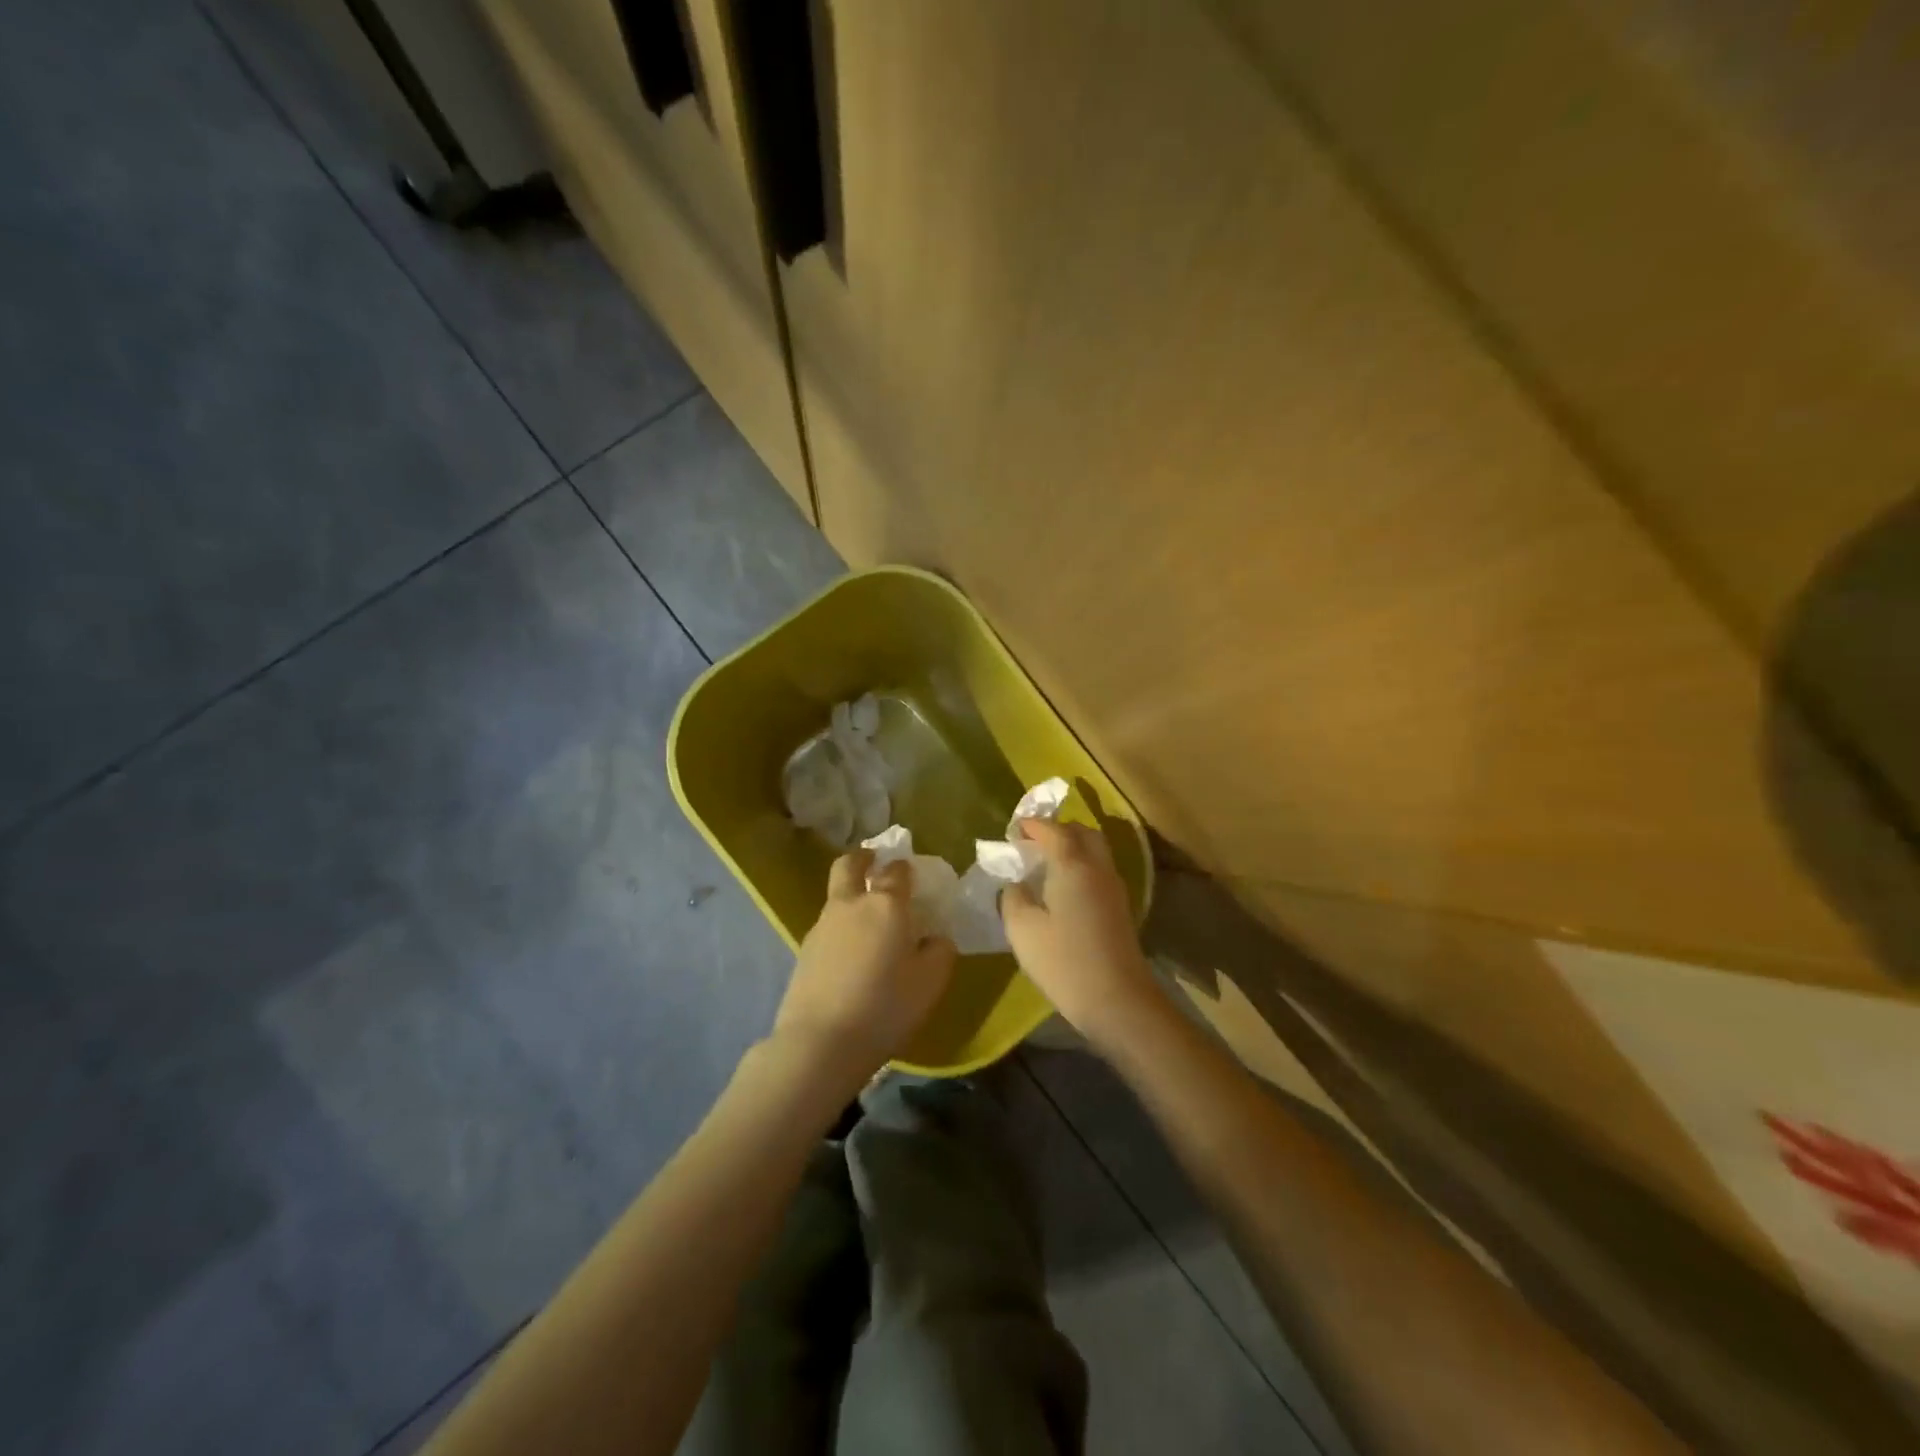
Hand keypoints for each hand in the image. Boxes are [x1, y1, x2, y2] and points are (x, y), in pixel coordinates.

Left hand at [773, 851, 956, 1090]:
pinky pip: (827, 926)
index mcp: (886, 905)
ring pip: (836, 896)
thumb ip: (939, 951)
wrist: (820, 1042)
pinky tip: (851, 954)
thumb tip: (935, 938)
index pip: (897, 870)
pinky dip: (840, 927)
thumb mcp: (930, 982)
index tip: (914, 875)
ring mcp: (822, 926)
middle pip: (850, 865)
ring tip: (868, 922)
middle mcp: (851, 905)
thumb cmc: (885, 1007)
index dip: (906, 868)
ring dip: (850, 895)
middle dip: (863, 858)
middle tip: (874, 863)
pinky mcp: (804, 951)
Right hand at [1000, 818, 1165, 1055]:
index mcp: (1072, 864)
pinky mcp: (1120, 908)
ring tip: (1045, 863)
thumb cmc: (1064, 961)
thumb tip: (1016, 883)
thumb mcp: (1022, 929)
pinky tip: (1063, 888)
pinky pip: (1099, 871)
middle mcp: (1098, 868)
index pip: (1053, 830)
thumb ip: (1013, 897)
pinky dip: (1081, 866)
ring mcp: (1114, 888)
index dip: (1032, 825)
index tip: (1013, 830)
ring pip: (1095, 851)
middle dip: (1058, 830)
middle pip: (1082, 833)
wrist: (1118, 1000)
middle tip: (1033, 842)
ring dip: (1072, 847)